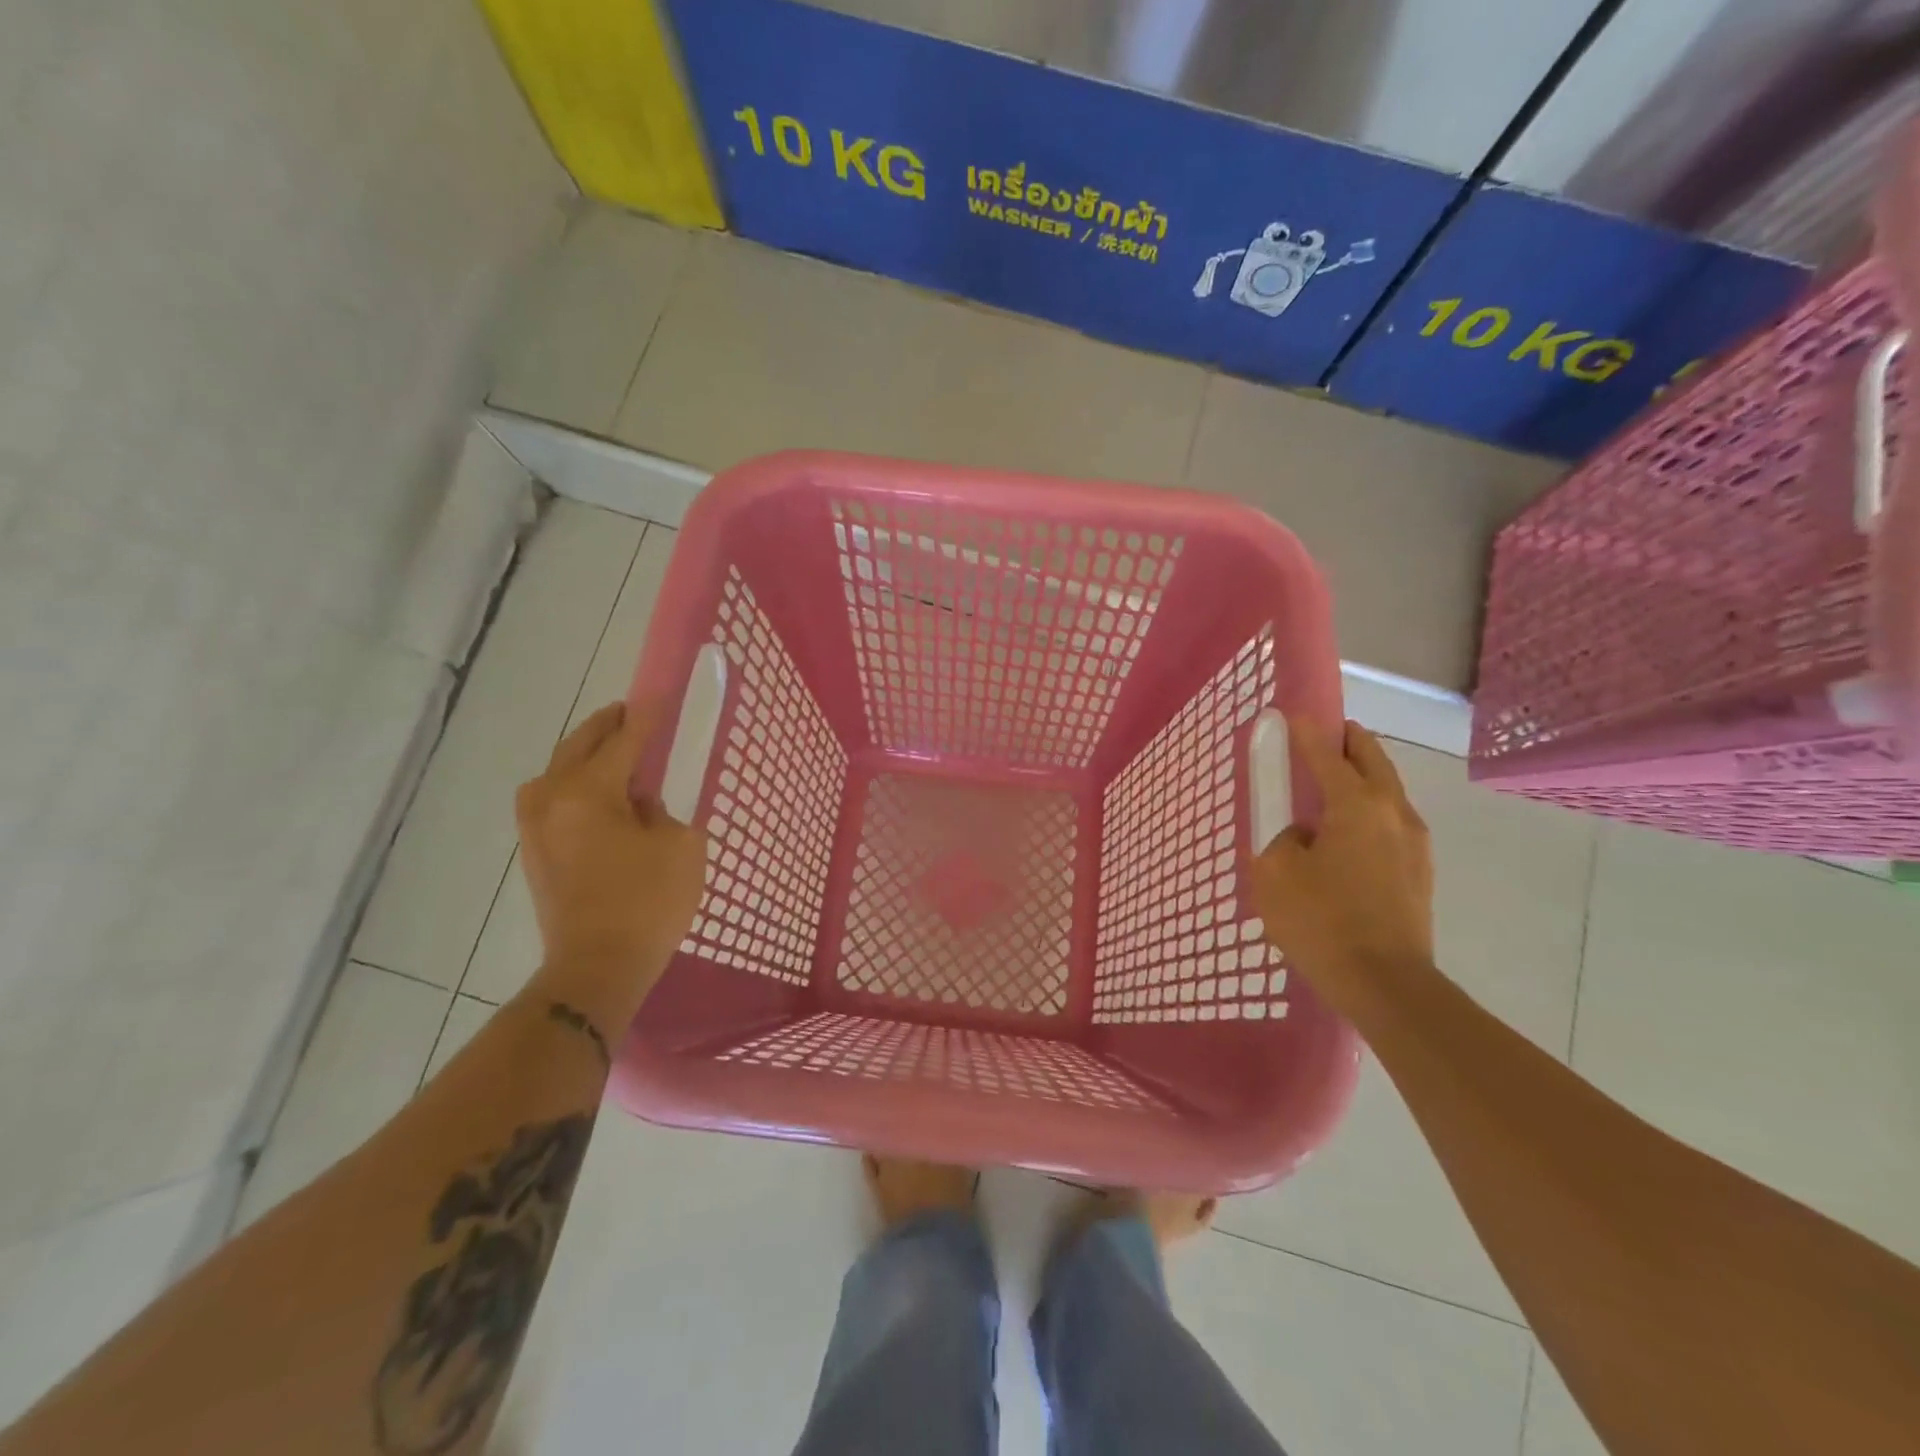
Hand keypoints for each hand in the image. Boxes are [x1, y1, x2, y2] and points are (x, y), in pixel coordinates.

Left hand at [515, 702, 706, 1020]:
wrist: (596, 968)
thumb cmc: (647, 903)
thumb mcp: (680, 845)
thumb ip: (663, 807)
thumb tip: (640, 799)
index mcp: (588, 791)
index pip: (624, 738)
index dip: (647, 716)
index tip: (661, 695)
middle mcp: (551, 797)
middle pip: (581, 744)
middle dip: (610, 725)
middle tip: (636, 714)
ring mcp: (534, 824)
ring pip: (560, 768)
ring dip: (588, 753)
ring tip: (619, 751)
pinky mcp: (533, 848)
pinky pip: (554, 795)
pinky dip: (576, 781)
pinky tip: (600, 792)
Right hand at [1249, 719, 1433, 1019]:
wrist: (1387, 985)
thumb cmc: (1322, 921)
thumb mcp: (1276, 874)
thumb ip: (1282, 840)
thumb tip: (1304, 836)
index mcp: (1356, 805)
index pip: (1328, 754)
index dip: (1307, 733)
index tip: (1292, 716)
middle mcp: (1393, 813)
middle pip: (1373, 760)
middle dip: (1349, 741)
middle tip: (1326, 734)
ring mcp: (1414, 843)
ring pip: (1388, 790)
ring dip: (1364, 775)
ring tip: (1335, 780)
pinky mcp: (1419, 872)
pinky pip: (1391, 822)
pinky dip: (1370, 808)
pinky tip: (1349, 830)